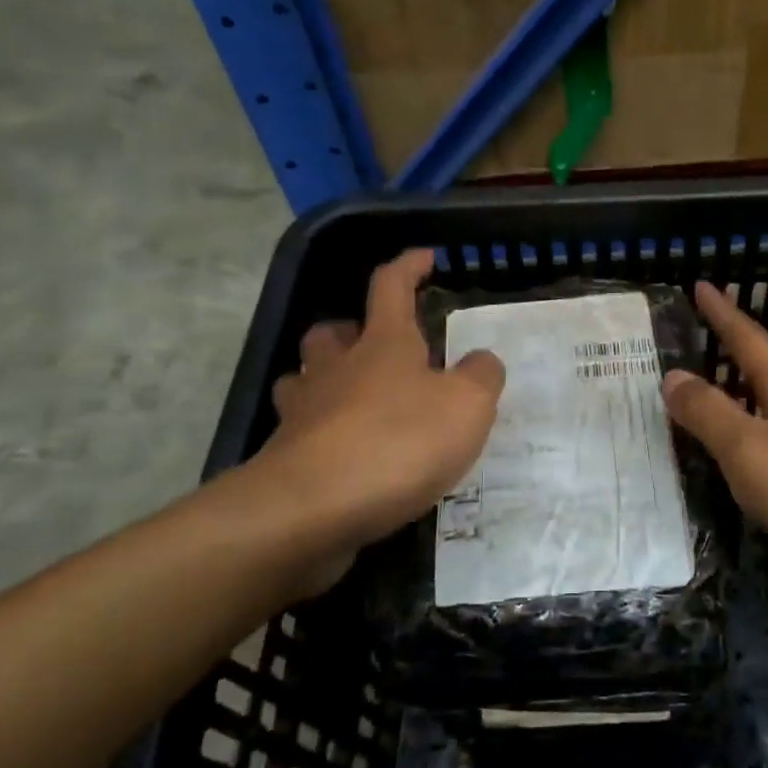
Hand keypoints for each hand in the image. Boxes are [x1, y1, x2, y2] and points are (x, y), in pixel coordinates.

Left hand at [223, 249, 504, 593]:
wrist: (312, 510)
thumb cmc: (398, 442)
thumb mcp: (467, 406)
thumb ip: (481, 377)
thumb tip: (481, 361)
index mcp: (383, 344)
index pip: (391, 286)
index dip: (408, 266)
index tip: (425, 258)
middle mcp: (337, 369)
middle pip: (331, 333)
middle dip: (350, 329)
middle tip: (375, 345)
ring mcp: (303, 414)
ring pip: (303, 379)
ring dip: (324, 379)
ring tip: (352, 398)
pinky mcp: (286, 460)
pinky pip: (301, 434)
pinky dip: (320, 435)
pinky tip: (345, 456)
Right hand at [661, 282, 767, 600]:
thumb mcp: (751, 449)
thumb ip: (710, 414)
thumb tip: (672, 375)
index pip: (747, 340)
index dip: (721, 313)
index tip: (701, 284)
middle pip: (763, 372)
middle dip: (731, 354)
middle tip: (699, 341)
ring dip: (742, 400)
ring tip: (713, 400)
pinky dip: (756, 445)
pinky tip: (749, 465)